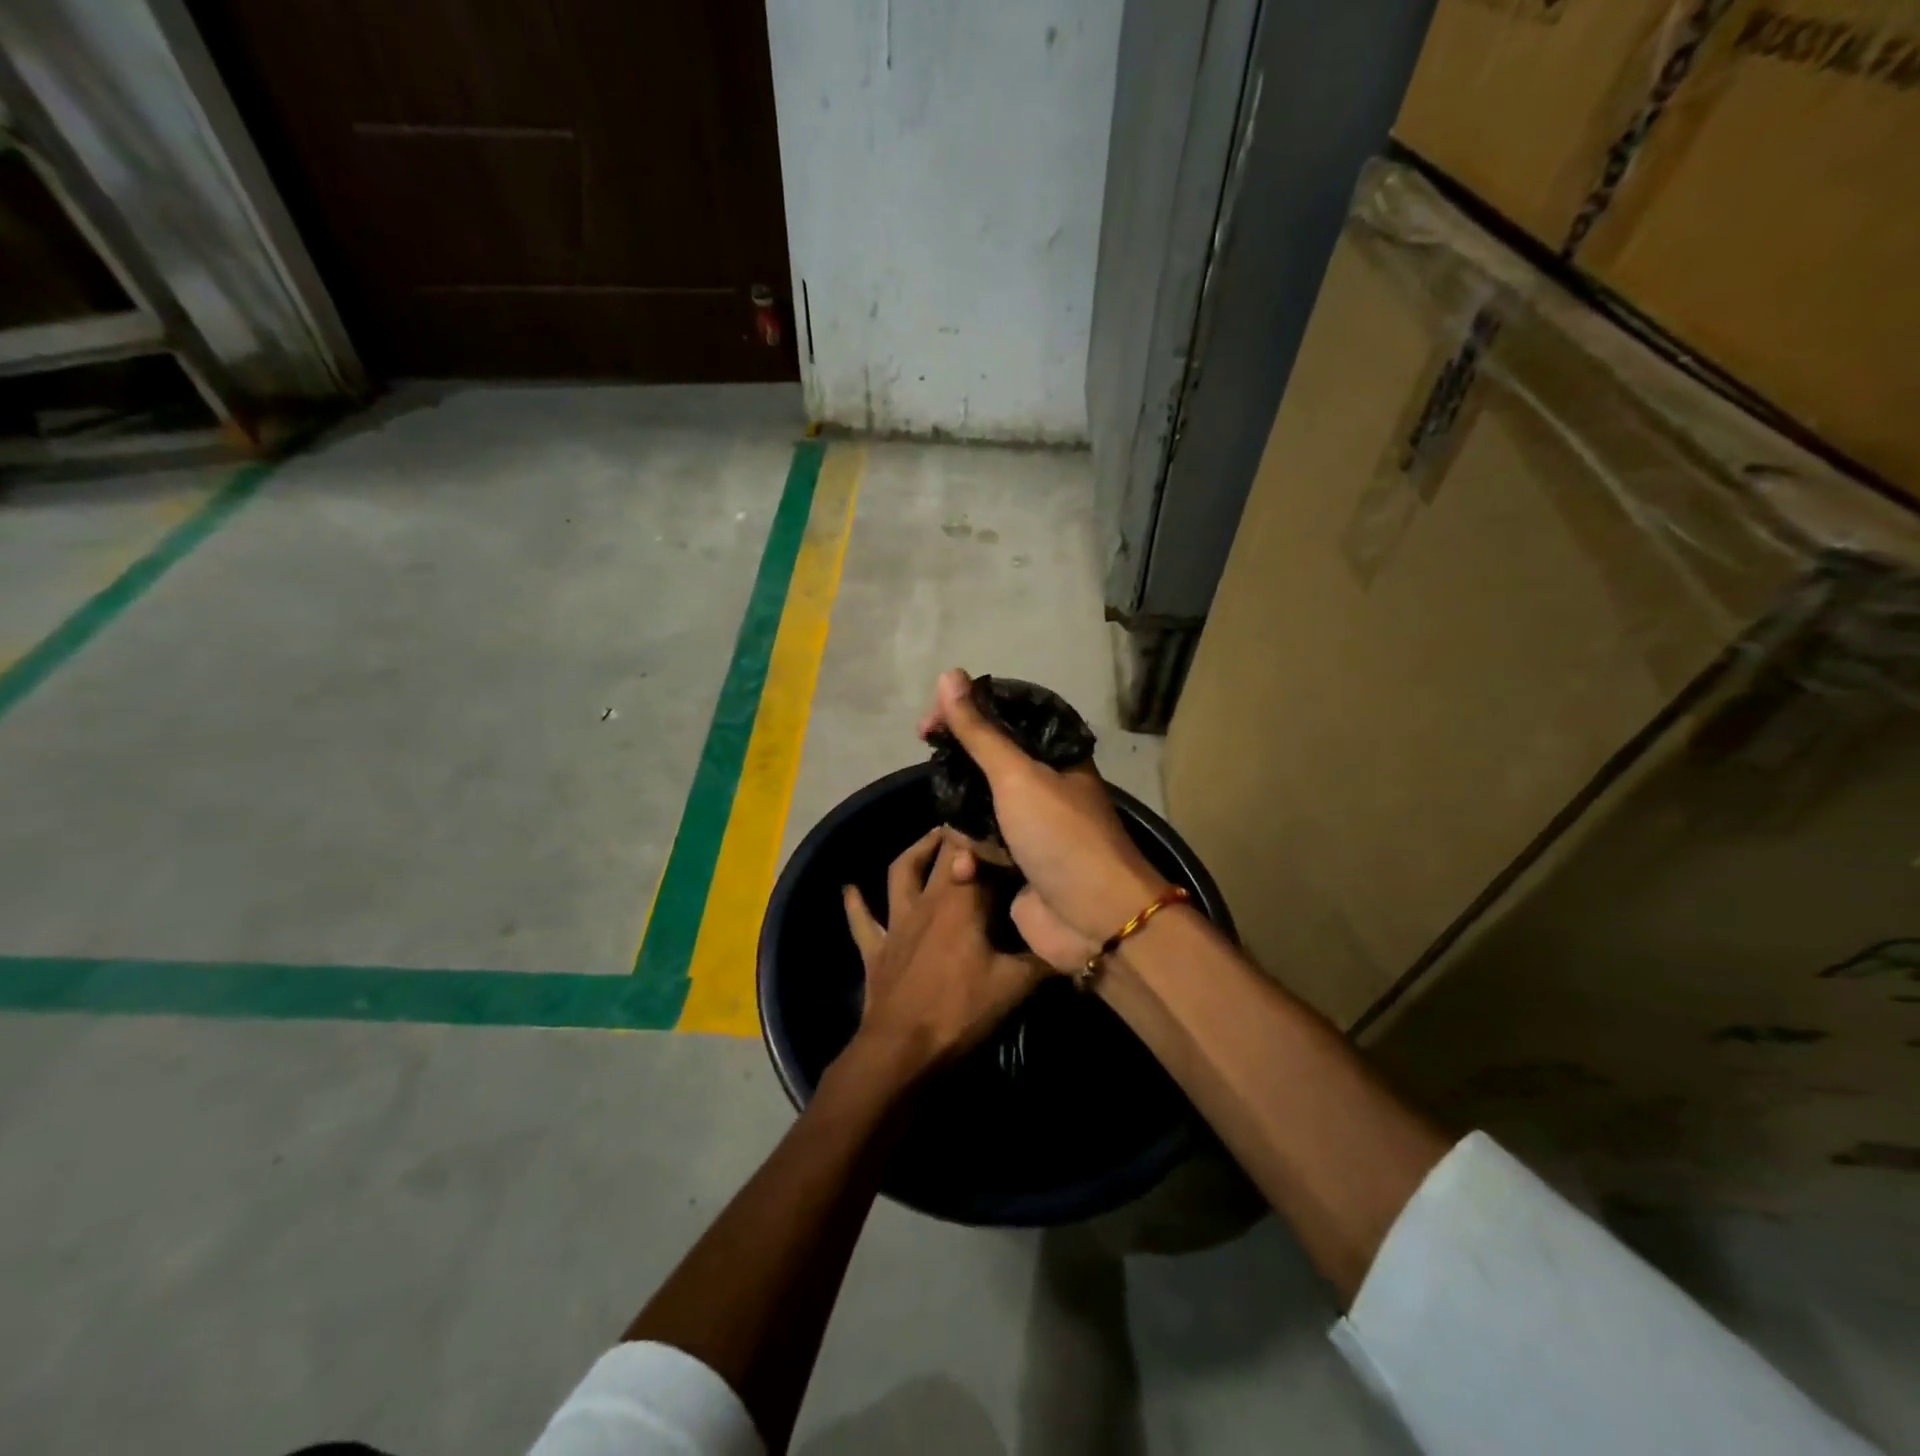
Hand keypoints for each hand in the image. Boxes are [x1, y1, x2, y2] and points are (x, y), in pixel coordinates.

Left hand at [841, 828, 1048, 1076]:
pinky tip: (849, 889)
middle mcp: (927, 902)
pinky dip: (854, 904)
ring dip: (914, 852)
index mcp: (962, 903)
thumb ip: (1044, 960)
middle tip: (973, 824)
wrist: (902, 1049)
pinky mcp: (876, 948)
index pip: (976, 856)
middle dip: (956, 836)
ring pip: (900, 873)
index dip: (989, 838)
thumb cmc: (960, 1012)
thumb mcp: (1014, 986)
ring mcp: (897, 923)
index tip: (1006, 826)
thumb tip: (1073, 944)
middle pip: (940, 857)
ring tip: (929, 837)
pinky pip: (862, 921)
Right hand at [918, 669, 1173, 970]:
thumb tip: (949, 675)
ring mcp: (1029, 828)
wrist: (1095, 920)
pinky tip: (969, 871)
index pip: (1003, 719)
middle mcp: (1042, 787)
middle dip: (957, 773)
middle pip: (985, 765)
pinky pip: (979, 848)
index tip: (929, 724)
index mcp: (1054, 756)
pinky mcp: (1016, 865)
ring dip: (964, 826)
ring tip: (967, 842)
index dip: (965, 715)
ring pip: (976, 809)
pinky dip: (971, 859)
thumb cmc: (1061, 836)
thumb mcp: (1018, 776)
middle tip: (934, 771)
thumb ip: (979, 731)